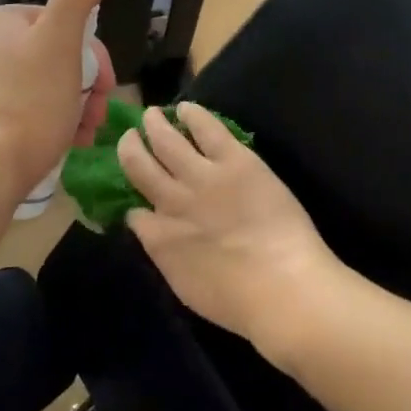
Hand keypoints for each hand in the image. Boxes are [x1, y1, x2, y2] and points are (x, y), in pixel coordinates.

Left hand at [0, 0, 117, 202]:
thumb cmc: (28, 104)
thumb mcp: (62, 42)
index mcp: (0, 20)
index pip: (65, 24)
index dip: (95, 56)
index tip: (107, 88)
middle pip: (56, 57)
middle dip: (86, 86)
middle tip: (98, 117)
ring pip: (44, 85)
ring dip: (74, 107)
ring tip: (83, 135)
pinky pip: (24, 110)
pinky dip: (49, 122)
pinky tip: (62, 143)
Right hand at [119, 104, 349, 359]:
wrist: (282, 286)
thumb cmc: (239, 303)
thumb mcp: (186, 288)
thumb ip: (166, 255)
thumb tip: (153, 233)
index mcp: (160, 238)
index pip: (134, 212)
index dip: (132, 202)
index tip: (135, 197)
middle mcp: (171, 201)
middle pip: (139, 166)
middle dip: (130, 148)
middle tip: (129, 137)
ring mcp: (202, 176)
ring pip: (166, 140)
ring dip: (154, 125)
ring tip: (150, 114)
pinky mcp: (233, 160)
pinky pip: (206, 128)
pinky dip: (192, 115)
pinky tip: (185, 108)